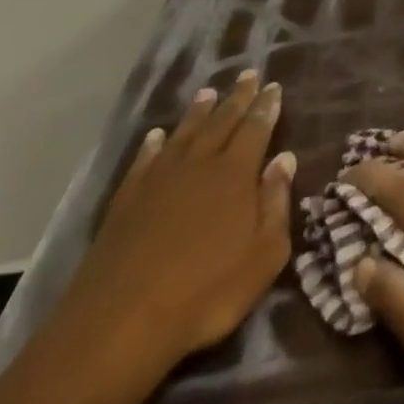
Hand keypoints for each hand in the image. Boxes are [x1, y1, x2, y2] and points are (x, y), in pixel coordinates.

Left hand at [64, 70, 296, 369]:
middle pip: (222, 122)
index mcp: (236, 174)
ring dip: (198, 113)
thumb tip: (285, 159)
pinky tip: (156, 137)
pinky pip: (144, 162)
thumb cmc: (204, 294)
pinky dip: (152, 146)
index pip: (256, 128)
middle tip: (248, 75)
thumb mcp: (263, 257)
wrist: (117, 328)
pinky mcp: (125, 203)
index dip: (266, 106)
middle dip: (237, 98)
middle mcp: (199, 165)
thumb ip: (276, 204)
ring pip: (184, 135)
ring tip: (208, 93)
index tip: (273, 86)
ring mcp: (158, 182)